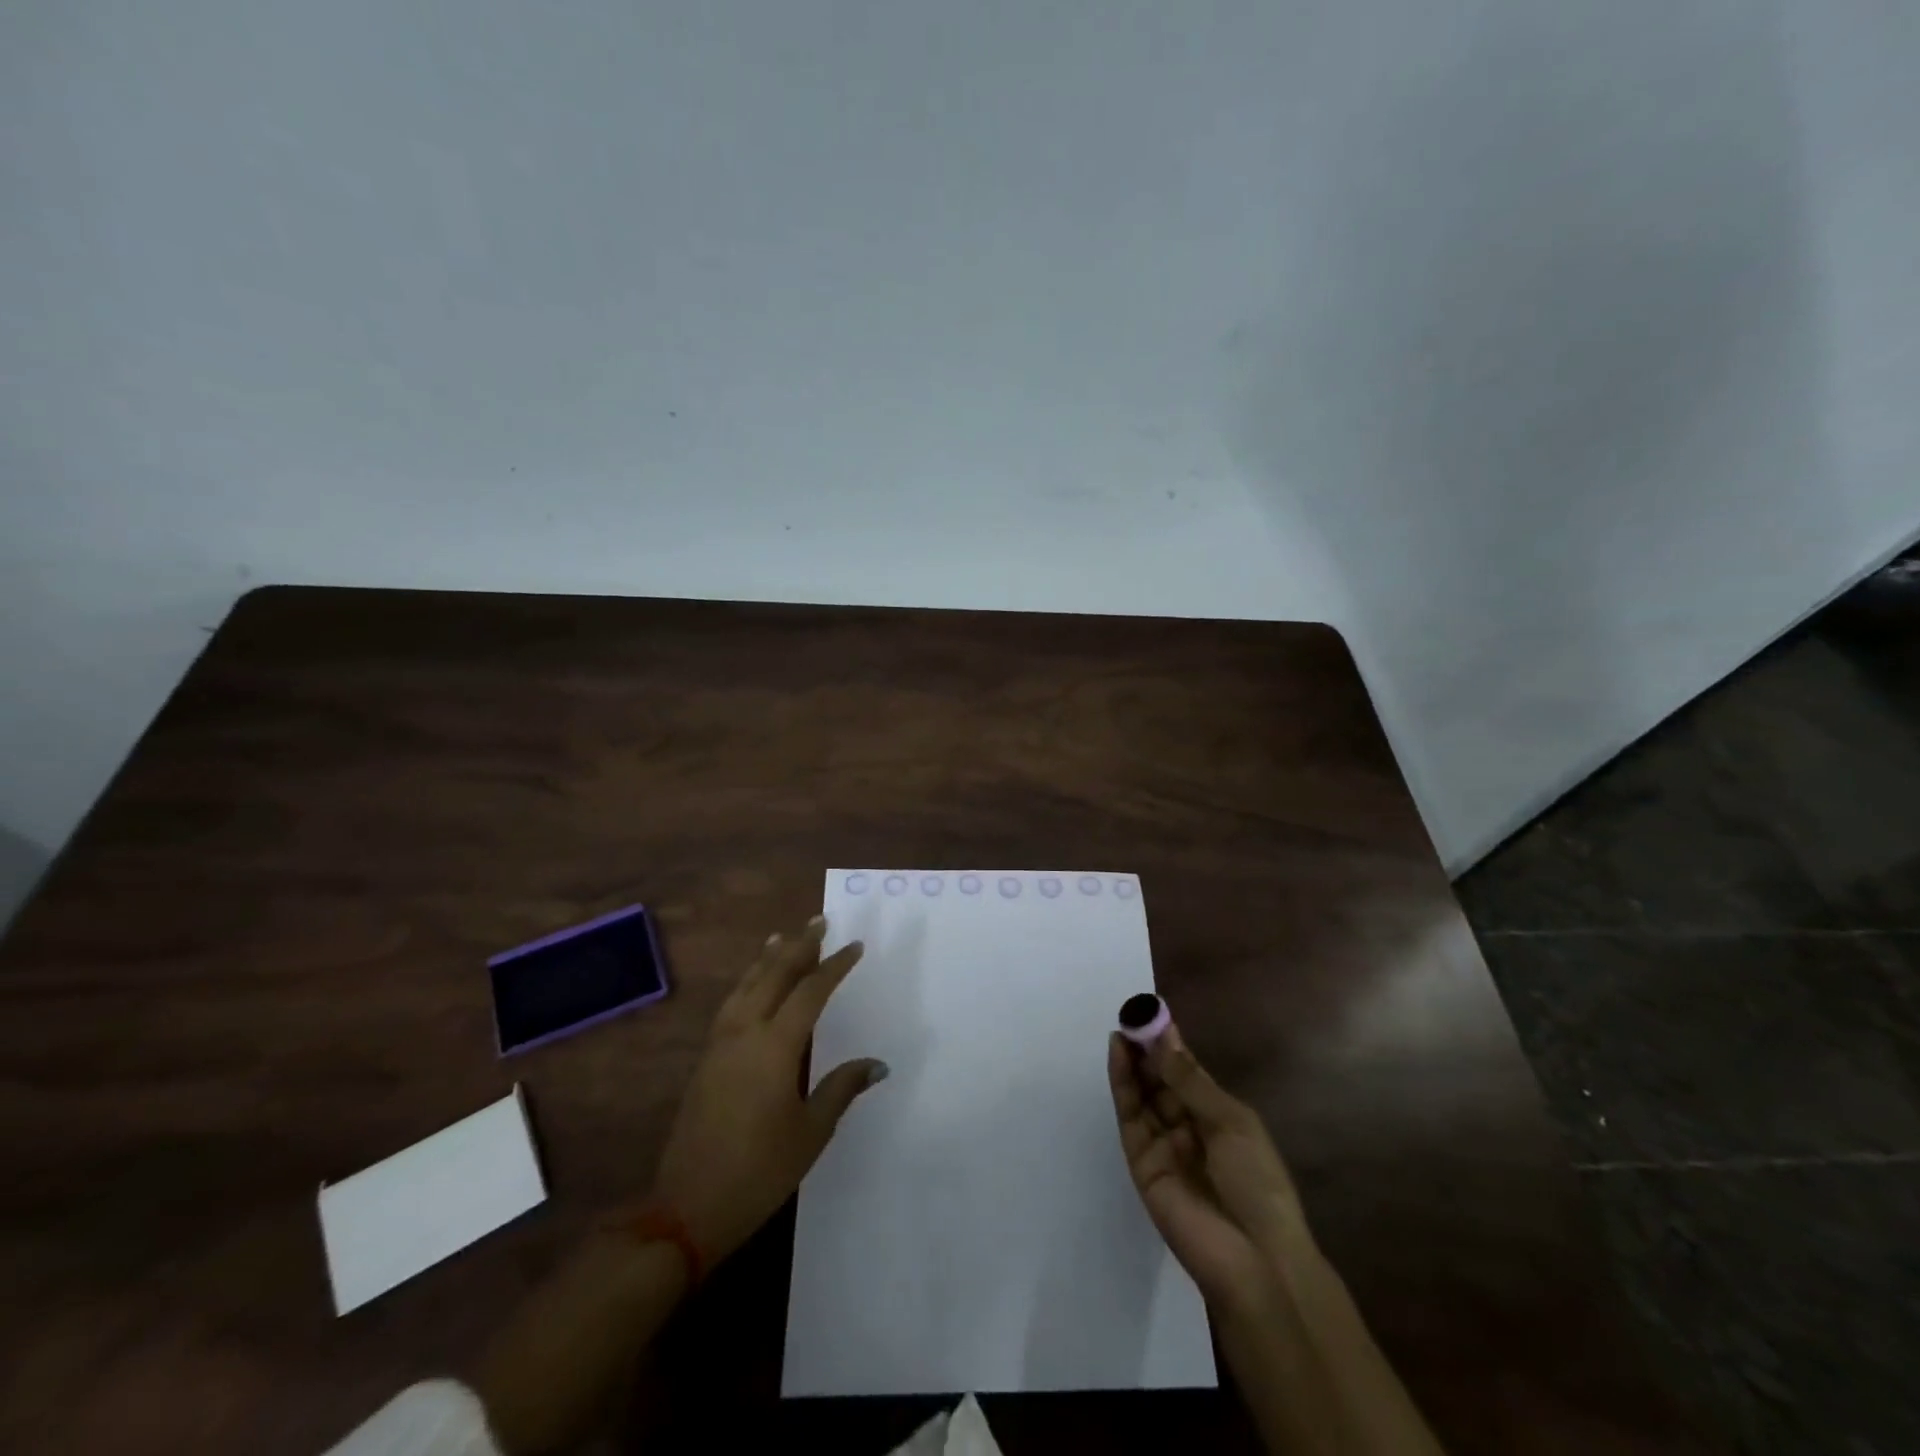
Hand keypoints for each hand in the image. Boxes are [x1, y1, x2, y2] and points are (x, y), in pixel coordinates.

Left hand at [651, 916, 887, 1265]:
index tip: (855, 946)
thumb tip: (878, 1064)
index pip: (810, 992)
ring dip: (768, 959)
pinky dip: (747, 982)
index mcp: (774, 1047)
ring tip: (783, 937)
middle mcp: (744, 1033)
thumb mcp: (810, 1133)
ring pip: (746, 985)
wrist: (684, 1209)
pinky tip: (751, 984)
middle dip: (799, 946)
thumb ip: (841, 1089)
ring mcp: (720, 1045)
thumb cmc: (758, 1172)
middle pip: (773, 976)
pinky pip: (731, 1003)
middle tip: (819, 921)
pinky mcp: (706, 1060)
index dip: (834, 966)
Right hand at [1107, 1013, 1312, 1314]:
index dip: (1171, 1044)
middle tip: (1132, 1015)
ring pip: (1142, 1094)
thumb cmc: (1258, 1183)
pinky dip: (1123, 1084)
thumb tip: (1164, 1039)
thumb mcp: (1232, 1122)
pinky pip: (1130, 1117)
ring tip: (1122, 1027)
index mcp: (1219, 1118)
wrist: (1255, 1258)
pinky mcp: (1141, 1162)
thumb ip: (1190, 1082)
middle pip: (1161, 1081)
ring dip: (1132, 1061)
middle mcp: (1188, 1128)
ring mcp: (1163, 1145)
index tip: (1154, 1012)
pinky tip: (1119, 1054)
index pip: (1188, 1073)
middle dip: (1147, 1049)